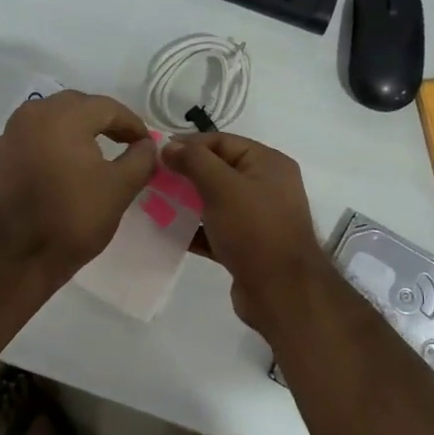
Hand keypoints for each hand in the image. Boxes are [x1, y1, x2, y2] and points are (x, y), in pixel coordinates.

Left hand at [0, 90, 155, 278]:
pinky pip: (33, 137)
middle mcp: (32, 114)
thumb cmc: (74, 217)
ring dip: (76, 129)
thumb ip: (141, 158)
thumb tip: (147, 145)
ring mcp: (11, 134)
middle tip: (125, 142)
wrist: (19, 256)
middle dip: (103, 121)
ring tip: (95, 151)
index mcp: (63, 115)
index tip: (146, 143)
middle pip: (77, 106)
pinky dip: (52, 143)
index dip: (131, 124)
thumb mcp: (120, 188)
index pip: (107, 107)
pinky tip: (64, 165)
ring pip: (51, 118)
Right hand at [160, 132, 326, 331]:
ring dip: (186, 202)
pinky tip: (167, 231)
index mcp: (268, 163)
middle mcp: (266, 186)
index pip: (222, 141)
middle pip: (218, 170)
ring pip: (215, 201)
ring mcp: (257, 218)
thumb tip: (168, 146)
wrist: (282, 292)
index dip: (188, 145)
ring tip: (153, 204)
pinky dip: (194, 228)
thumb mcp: (222, 187)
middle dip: (184, 174)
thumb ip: (194, 161)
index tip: (156, 154)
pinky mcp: (247, 246)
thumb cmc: (254, 230)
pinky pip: (215, 229)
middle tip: (151, 180)